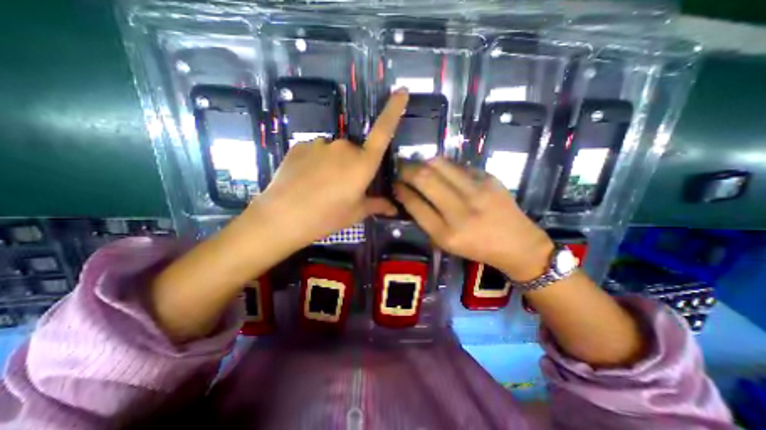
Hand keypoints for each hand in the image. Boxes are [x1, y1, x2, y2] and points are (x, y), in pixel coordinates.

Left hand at [251, 88, 406, 248]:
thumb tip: (394, 208)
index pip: (383, 131)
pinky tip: (307, 181)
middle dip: (353, 166)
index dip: (394, 110)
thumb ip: (377, 205)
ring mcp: (320, 144)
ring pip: (335, 152)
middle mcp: (344, 147)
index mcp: (363, 163)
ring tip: (321, 187)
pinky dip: (316, 163)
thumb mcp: (356, 212)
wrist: (282, 217)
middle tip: (342, 188)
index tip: (401, 91)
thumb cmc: (327, 217)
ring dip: (334, 165)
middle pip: (355, 151)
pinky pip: (316, 152)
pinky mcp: (300, 145)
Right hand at [398, 158, 553, 281]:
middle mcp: (461, 210)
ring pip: (439, 164)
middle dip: (406, 170)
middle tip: (401, 169)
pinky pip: (457, 165)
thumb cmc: (476, 247)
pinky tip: (442, 173)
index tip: (395, 184)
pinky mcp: (489, 178)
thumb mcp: (445, 242)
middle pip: (424, 178)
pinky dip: (443, 166)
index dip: (400, 190)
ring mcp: (478, 190)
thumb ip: (424, 219)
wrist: (517, 243)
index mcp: (447, 233)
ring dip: (423, 163)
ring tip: (419, 167)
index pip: (415, 204)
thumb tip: (408, 194)